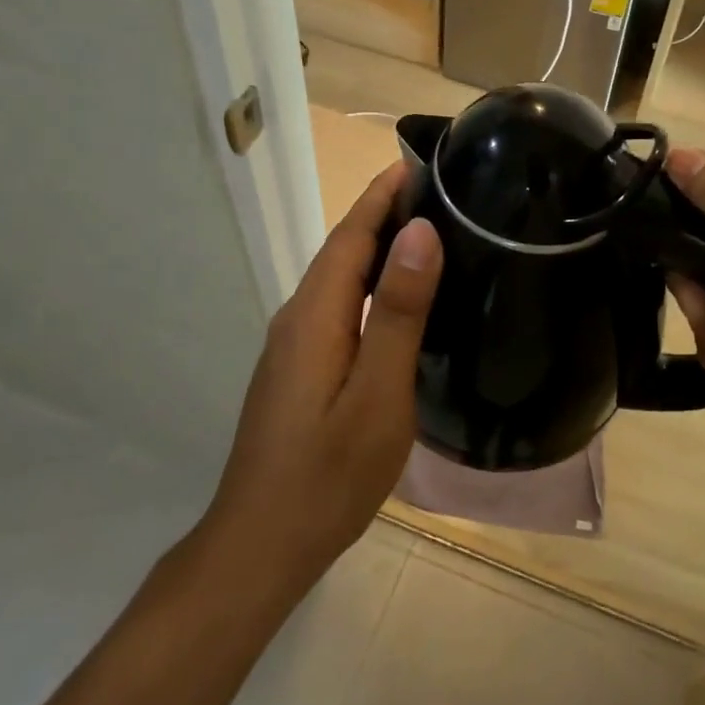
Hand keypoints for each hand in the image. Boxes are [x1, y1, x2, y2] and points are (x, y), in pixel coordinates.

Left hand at [204, 162, 441, 595]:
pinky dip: (369, 284)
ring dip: (378, 247)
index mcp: (315, 313)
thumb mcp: (378, 393)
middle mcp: (297, 317)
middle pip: (343, 249)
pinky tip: (398, 298)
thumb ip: (396, 311)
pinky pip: (337, 306)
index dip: (384, 193)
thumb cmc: (329, 473)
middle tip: (444, 193)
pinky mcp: (298, 368)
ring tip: (431, 233)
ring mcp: (293, 345)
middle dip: (385, 212)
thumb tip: (419, 232)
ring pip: (339, 278)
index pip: (352, 232)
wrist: (261, 544)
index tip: (423, 160)